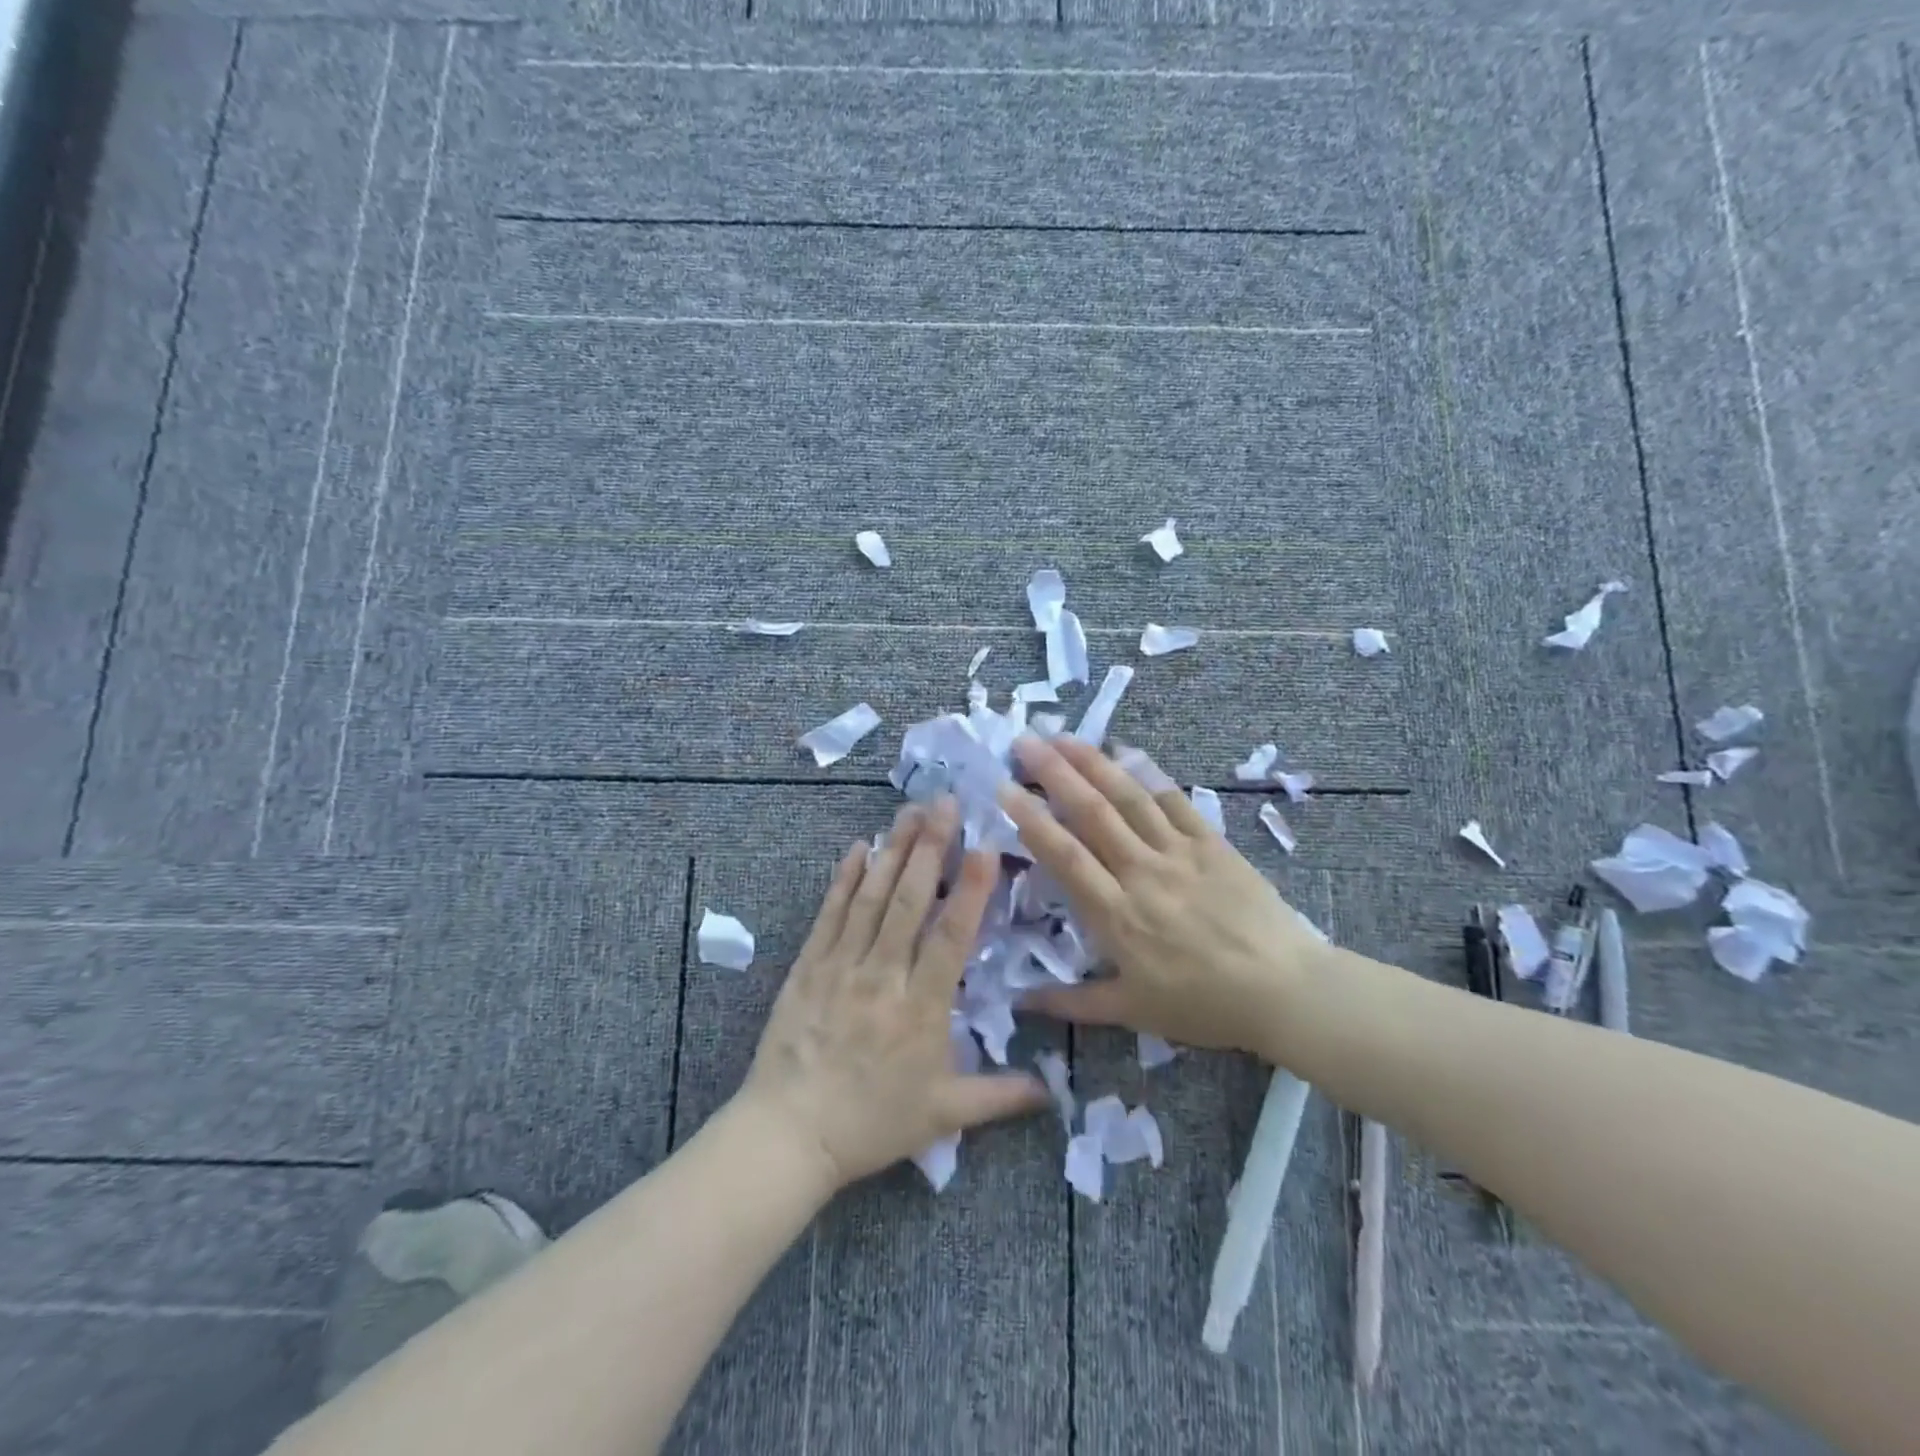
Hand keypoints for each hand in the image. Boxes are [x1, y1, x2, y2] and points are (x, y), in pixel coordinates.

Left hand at [740, 798, 1047, 1190]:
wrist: (788, 1135)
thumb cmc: (871, 1124)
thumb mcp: (943, 1115)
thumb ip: (1000, 1097)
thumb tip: (1053, 1090)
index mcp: (921, 1009)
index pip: (950, 937)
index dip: (969, 890)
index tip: (985, 846)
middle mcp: (882, 976)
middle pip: (908, 902)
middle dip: (930, 848)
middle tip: (945, 803)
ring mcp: (841, 966)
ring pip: (870, 898)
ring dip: (892, 851)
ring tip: (910, 810)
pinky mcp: (808, 966)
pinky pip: (829, 914)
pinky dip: (843, 878)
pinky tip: (857, 847)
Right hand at [996, 734, 1329, 1057]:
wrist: (1285, 990)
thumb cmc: (1204, 1004)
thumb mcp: (1133, 1012)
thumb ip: (1073, 1003)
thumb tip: (1020, 1002)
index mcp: (1117, 915)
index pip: (1065, 856)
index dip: (1032, 820)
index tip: (1005, 789)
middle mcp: (1142, 872)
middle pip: (1092, 813)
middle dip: (1054, 773)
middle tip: (1025, 742)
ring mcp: (1179, 853)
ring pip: (1129, 798)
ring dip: (1094, 763)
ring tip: (1063, 737)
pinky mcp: (1212, 843)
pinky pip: (1175, 801)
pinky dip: (1148, 774)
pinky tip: (1126, 752)